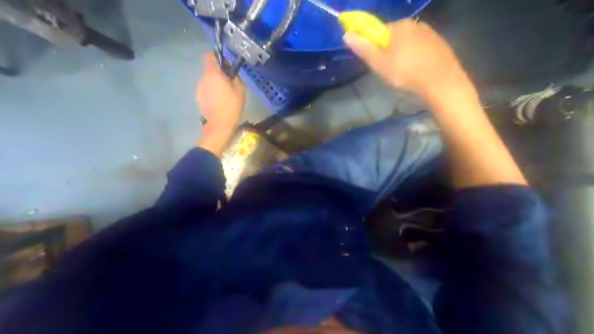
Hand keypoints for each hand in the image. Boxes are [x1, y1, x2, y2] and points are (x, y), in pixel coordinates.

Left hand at [197, 52, 243, 154]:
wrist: (220, 124)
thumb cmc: (232, 105)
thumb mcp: (241, 89)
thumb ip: (235, 77)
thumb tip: (230, 73)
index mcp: (213, 73)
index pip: (209, 56)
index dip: (216, 57)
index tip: (224, 65)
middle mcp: (203, 78)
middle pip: (210, 70)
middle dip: (218, 75)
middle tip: (229, 85)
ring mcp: (199, 88)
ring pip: (208, 81)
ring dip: (215, 85)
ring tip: (225, 96)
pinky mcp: (198, 98)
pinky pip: (206, 91)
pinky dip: (212, 94)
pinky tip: (219, 103)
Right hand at [346, 19, 471, 99]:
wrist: (441, 82)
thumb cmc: (406, 73)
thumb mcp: (379, 64)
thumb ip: (363, 48)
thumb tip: (346, 34)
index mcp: (399, 26)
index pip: (379, 31)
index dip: (375, 47)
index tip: (378, 62)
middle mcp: (415, 24)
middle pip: (394, 36)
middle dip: (390, 50)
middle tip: (390, 70)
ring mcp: (430, 32)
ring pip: (409, 42)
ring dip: (404, 53)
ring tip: (406, 72)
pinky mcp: (440, 43)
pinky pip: (421, 47)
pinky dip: (417, 56)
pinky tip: (418, 69)